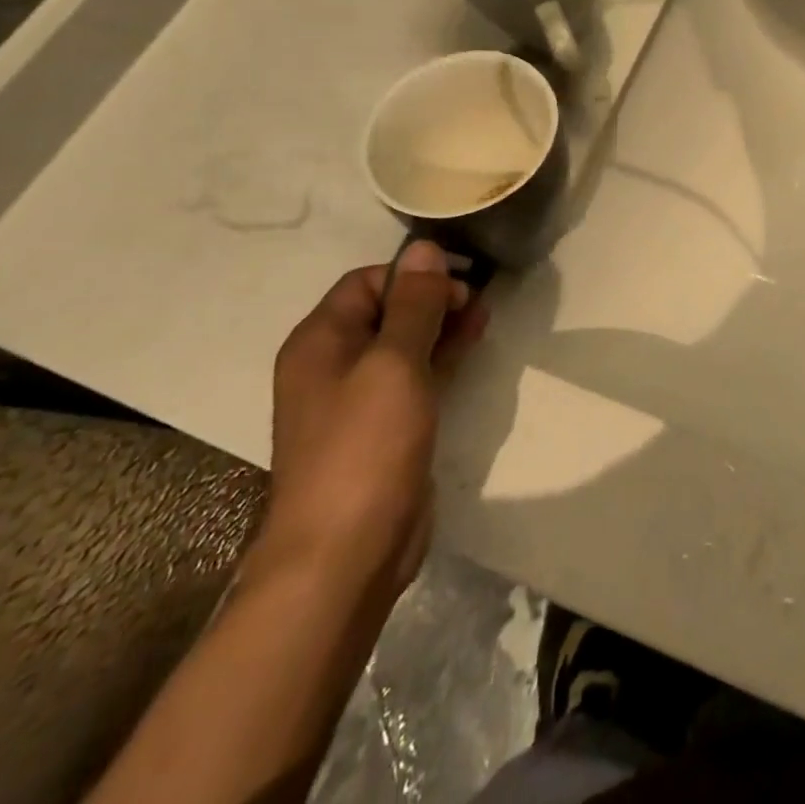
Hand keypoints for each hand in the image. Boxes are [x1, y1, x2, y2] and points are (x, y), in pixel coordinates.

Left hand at [248, 242, 488, 601]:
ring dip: (442, 327)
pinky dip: (441, 359)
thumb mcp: (394, 363)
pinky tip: (470, 349)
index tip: (460, 281)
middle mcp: (333, 365)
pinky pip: (413, 378)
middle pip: (387, 311)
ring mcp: (359, 400)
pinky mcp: (384, 429)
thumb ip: (415, 304)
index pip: (368, 282)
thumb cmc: (365, 446)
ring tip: (484, 318)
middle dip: (433, 299)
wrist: (345, 555)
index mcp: (320, 341)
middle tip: (479, 302)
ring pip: (405, 344)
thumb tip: (425, 247)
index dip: (414, 275)